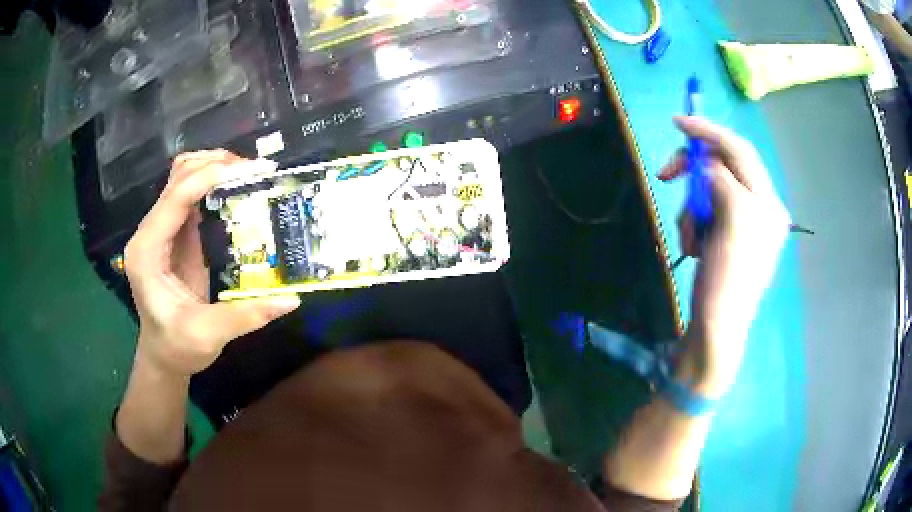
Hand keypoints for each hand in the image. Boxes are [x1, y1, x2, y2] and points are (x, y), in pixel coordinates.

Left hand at [124, 150, 300, 377]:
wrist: (163, 355)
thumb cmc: (177, 347)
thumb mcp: (207, 336)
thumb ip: (244, 316)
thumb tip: (291, 299)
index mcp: (147, 251)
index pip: (176, 197)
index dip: (211, 177)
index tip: (252, 171)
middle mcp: (150, 231)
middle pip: (179, 176)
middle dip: (216, 165)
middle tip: (256, 170)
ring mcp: (161, 229)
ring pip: (184, 177)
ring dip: (215, 168)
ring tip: (250, 174)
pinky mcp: (176, 233)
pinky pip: (193, 194)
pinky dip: (215, 184)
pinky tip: (238, 190)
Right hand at [658, 117, 790, 395]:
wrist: (715, 329)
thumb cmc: (729, 279)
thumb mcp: (733, 221)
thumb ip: (723, 181)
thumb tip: (706, 166)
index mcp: (767, 202)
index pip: (739, 150)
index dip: (709, 132)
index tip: (677, 122)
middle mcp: (758, 207)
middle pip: (721, 167)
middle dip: (693, 175)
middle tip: (665, 176)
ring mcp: (741, 222)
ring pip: (707, 190)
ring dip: (690, 209)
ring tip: (689, 239)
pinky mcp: (724, 235)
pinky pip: (703, 212)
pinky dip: (691, 224)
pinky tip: (692, 246)